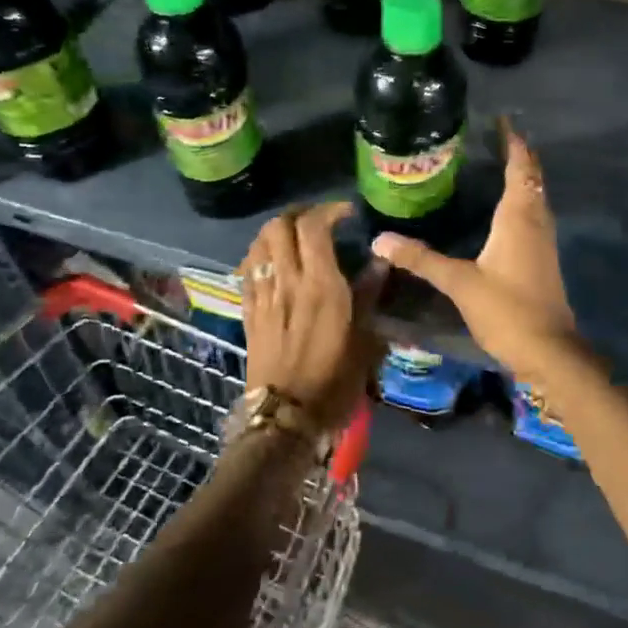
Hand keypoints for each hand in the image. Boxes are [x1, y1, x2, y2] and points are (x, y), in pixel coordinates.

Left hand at [240, 201, 386, 430]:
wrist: (286, 417)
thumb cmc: (334, 381)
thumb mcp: (364, 339)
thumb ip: (369, 295)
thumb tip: (380, 262)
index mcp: (320, 285)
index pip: (313, 227)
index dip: (329, 210)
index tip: (346, 213)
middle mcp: (287, 281)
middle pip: (279, 226)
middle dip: (299, 213)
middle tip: (319, 220)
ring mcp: (263, 295)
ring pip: (259, 243)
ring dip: (276, 230)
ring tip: (295, 237)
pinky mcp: (248, 311)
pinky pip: (247, 269)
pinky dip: (259, 254)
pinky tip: (272, 262)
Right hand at [370, 121, 578, 382]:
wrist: (549, 351)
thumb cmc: (508, 310)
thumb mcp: (460, 283)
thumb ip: (421, 259)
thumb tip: (380, 240)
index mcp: (519, 218)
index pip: (520, 168)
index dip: (513, 143)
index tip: (502, 121)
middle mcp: (536, 222)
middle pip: (532, 178)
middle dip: (518, 155)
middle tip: (494, 137)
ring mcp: (543, 242)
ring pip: (535, 198)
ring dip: (522, 178)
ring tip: (497, 164)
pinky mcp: (542, 260)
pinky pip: (533, 217)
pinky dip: (521, 202)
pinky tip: (504, 212)